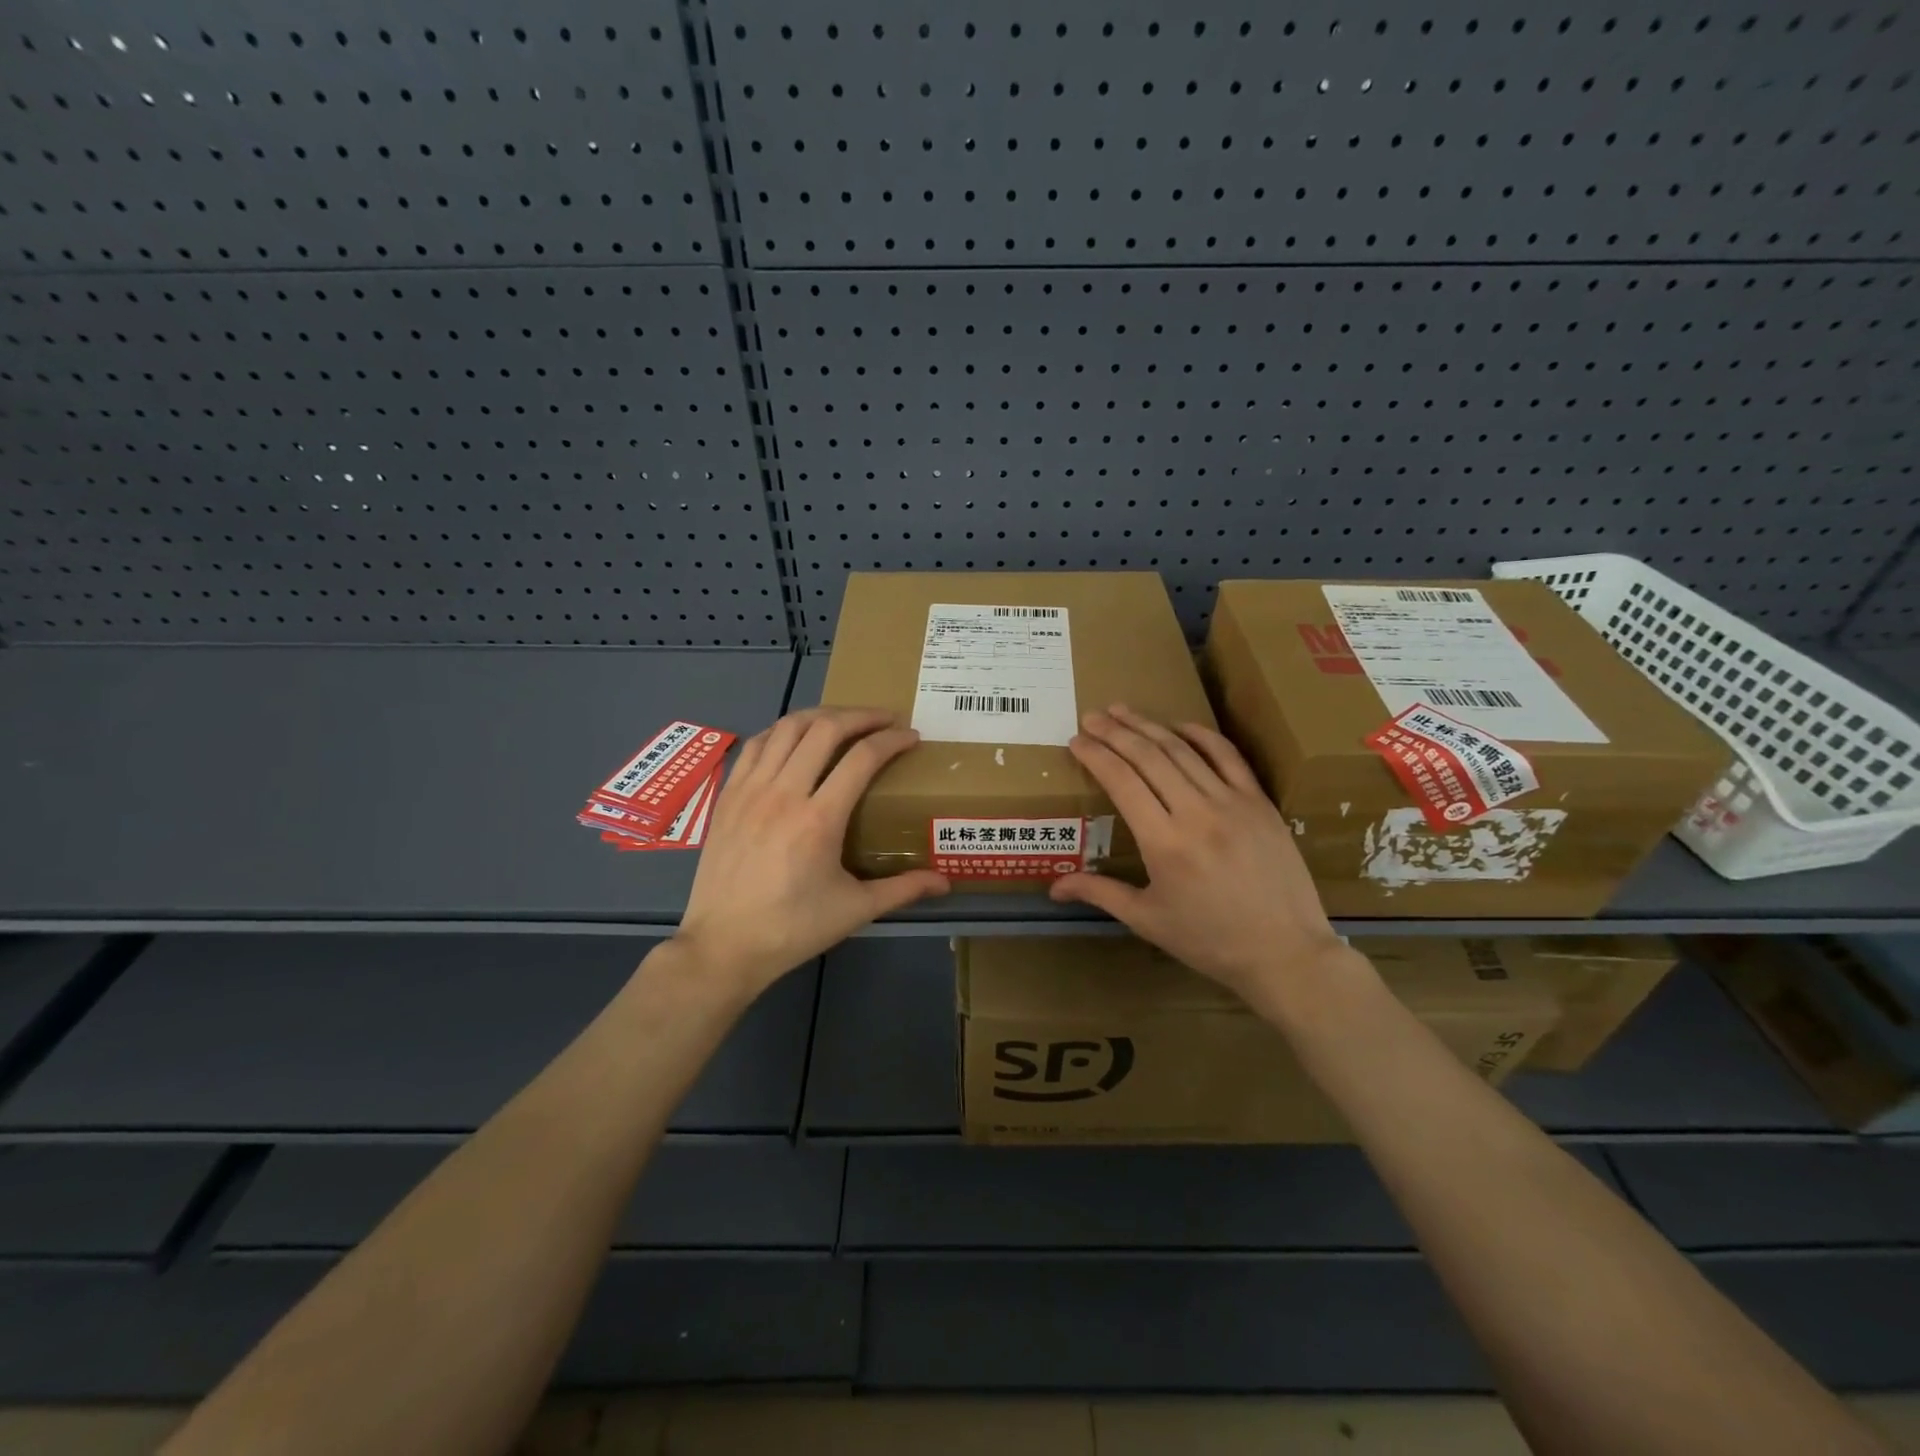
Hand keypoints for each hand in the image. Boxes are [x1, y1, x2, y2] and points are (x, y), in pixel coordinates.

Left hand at [674, 707, 949, 996]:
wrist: (723, 946)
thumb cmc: (792, 929)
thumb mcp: (855, 911)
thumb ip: (903, 889)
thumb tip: (945, 882)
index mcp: (819, 820)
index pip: (863, 758)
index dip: (892, 740)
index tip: (912, 736)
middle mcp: (783, 793)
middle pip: (825, 729)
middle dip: (861, 715)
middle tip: (884, 719)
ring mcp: (750, 790)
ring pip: (786, 727)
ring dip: (821, 715)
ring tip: (844, 720)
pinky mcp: (728, 795)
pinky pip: (756, 745)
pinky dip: (781, 731)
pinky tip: (795, 738)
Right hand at [1050, 704, 1355, 1013]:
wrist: (1286, 953)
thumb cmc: (1210, 941)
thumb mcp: (1147, 920)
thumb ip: (1099, 893)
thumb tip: (1054, 888)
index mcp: (1164, 842)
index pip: (1121, 781)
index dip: (1095, 755)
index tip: (1076, 740)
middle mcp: (1196, 812)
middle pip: (1148, 756)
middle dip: (1115, 732)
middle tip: (1092, 716)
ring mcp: (1232, 802)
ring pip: (1183, 750)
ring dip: (1149, 726)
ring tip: (1123, 711)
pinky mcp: (1260, 802)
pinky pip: (1228, 756)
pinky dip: (1201, 735)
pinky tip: (1179, 725)